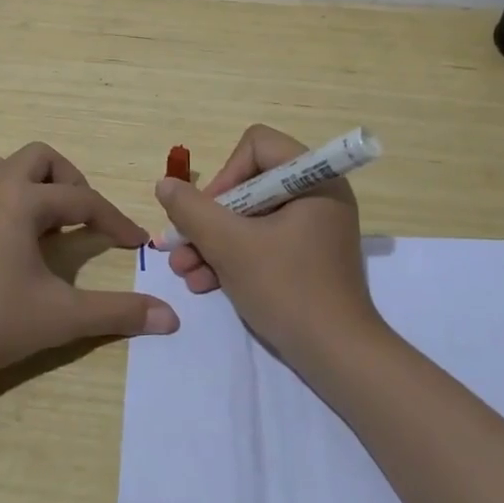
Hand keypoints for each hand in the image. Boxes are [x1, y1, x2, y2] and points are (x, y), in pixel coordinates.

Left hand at [0, 142, 179, 388]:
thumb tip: (171, 317)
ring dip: (19, 183)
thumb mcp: (63, 317)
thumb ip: (119, 313)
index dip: (114, 220)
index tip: (135, 242)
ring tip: (35, 218)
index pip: (82, 200)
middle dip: (66, 180)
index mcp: (22, 202)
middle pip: (37, 157)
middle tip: (79, 216)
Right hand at [155, 123, 380, 365]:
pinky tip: (205, 283)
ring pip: (251, 217)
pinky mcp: (308, 256)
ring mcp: (314, 227)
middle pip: (249, 184)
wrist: (337, 356)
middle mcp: (318, 194)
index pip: (257, 145)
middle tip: (181, 247)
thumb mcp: (231, 246)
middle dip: (209, 219)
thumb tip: (165, 184)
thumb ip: (193, 211)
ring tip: (185, 272)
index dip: (225, 174)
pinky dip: (234, 257)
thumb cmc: (287, 289)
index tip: (207, 213)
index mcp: (314, 178)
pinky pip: (264, 241)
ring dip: (214, 242)